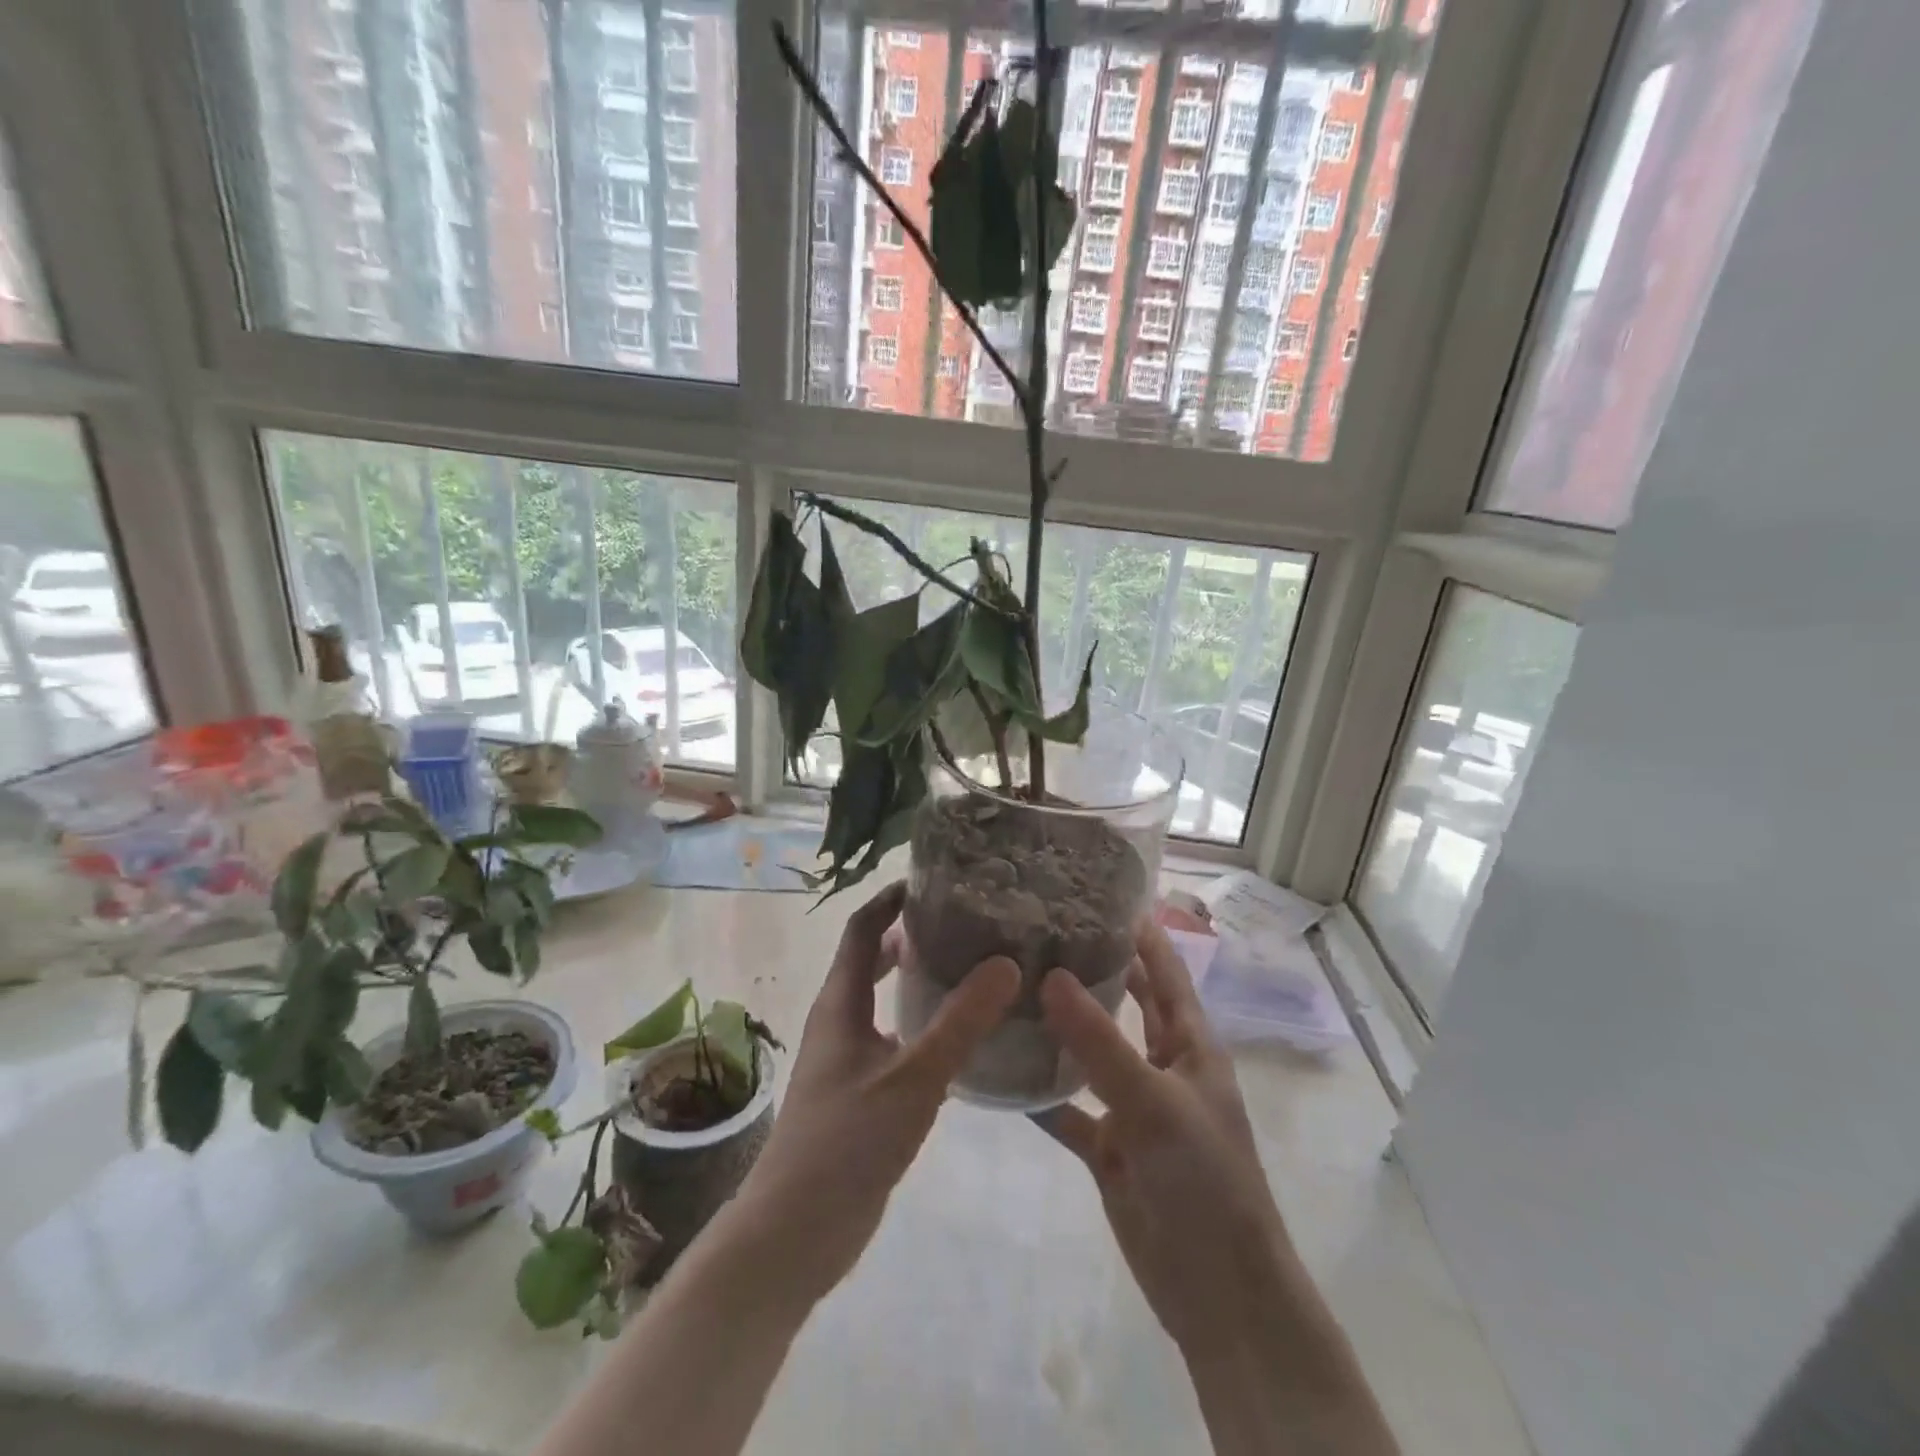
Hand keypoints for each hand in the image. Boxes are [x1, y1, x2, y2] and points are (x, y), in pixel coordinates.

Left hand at [731, 881, 1019, 1304]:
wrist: (795, 1233)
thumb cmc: (846, 1143)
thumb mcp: (913, 1078)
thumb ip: (960, 1022)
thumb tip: (1007, 962)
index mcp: (840, 1002)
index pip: (862, 928)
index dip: (891, 899)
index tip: (935, 879)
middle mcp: (840, 1019)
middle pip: (871, 958)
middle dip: (910, 934)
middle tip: (965, 922)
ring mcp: (847, 1058)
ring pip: (883, 1000)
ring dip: (917, 978)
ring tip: (971, 968)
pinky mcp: (860, 1092)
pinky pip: (893, 1037)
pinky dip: (921, 1023)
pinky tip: (959, 1038)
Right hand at [1034, 923, 1288, 1355]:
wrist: (1219, 1294)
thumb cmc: (1206, 1182)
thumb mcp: (1155, 1104)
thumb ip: (1101, 1042)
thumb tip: (1050, 976)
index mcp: (1190, 1044)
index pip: (1164, 969)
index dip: (1139, 931)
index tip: (1096, 890)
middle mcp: (1162, 1064)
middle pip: (1127, 1002)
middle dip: (1095, 967)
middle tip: (1041, 930)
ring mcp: (1133, 1106)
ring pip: (1091, 1053)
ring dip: (1060, 1026)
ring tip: (1012, 987)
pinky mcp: (1109, 1147)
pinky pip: (1069, 1110)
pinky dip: (1041, 1094)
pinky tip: (1001, 1072)